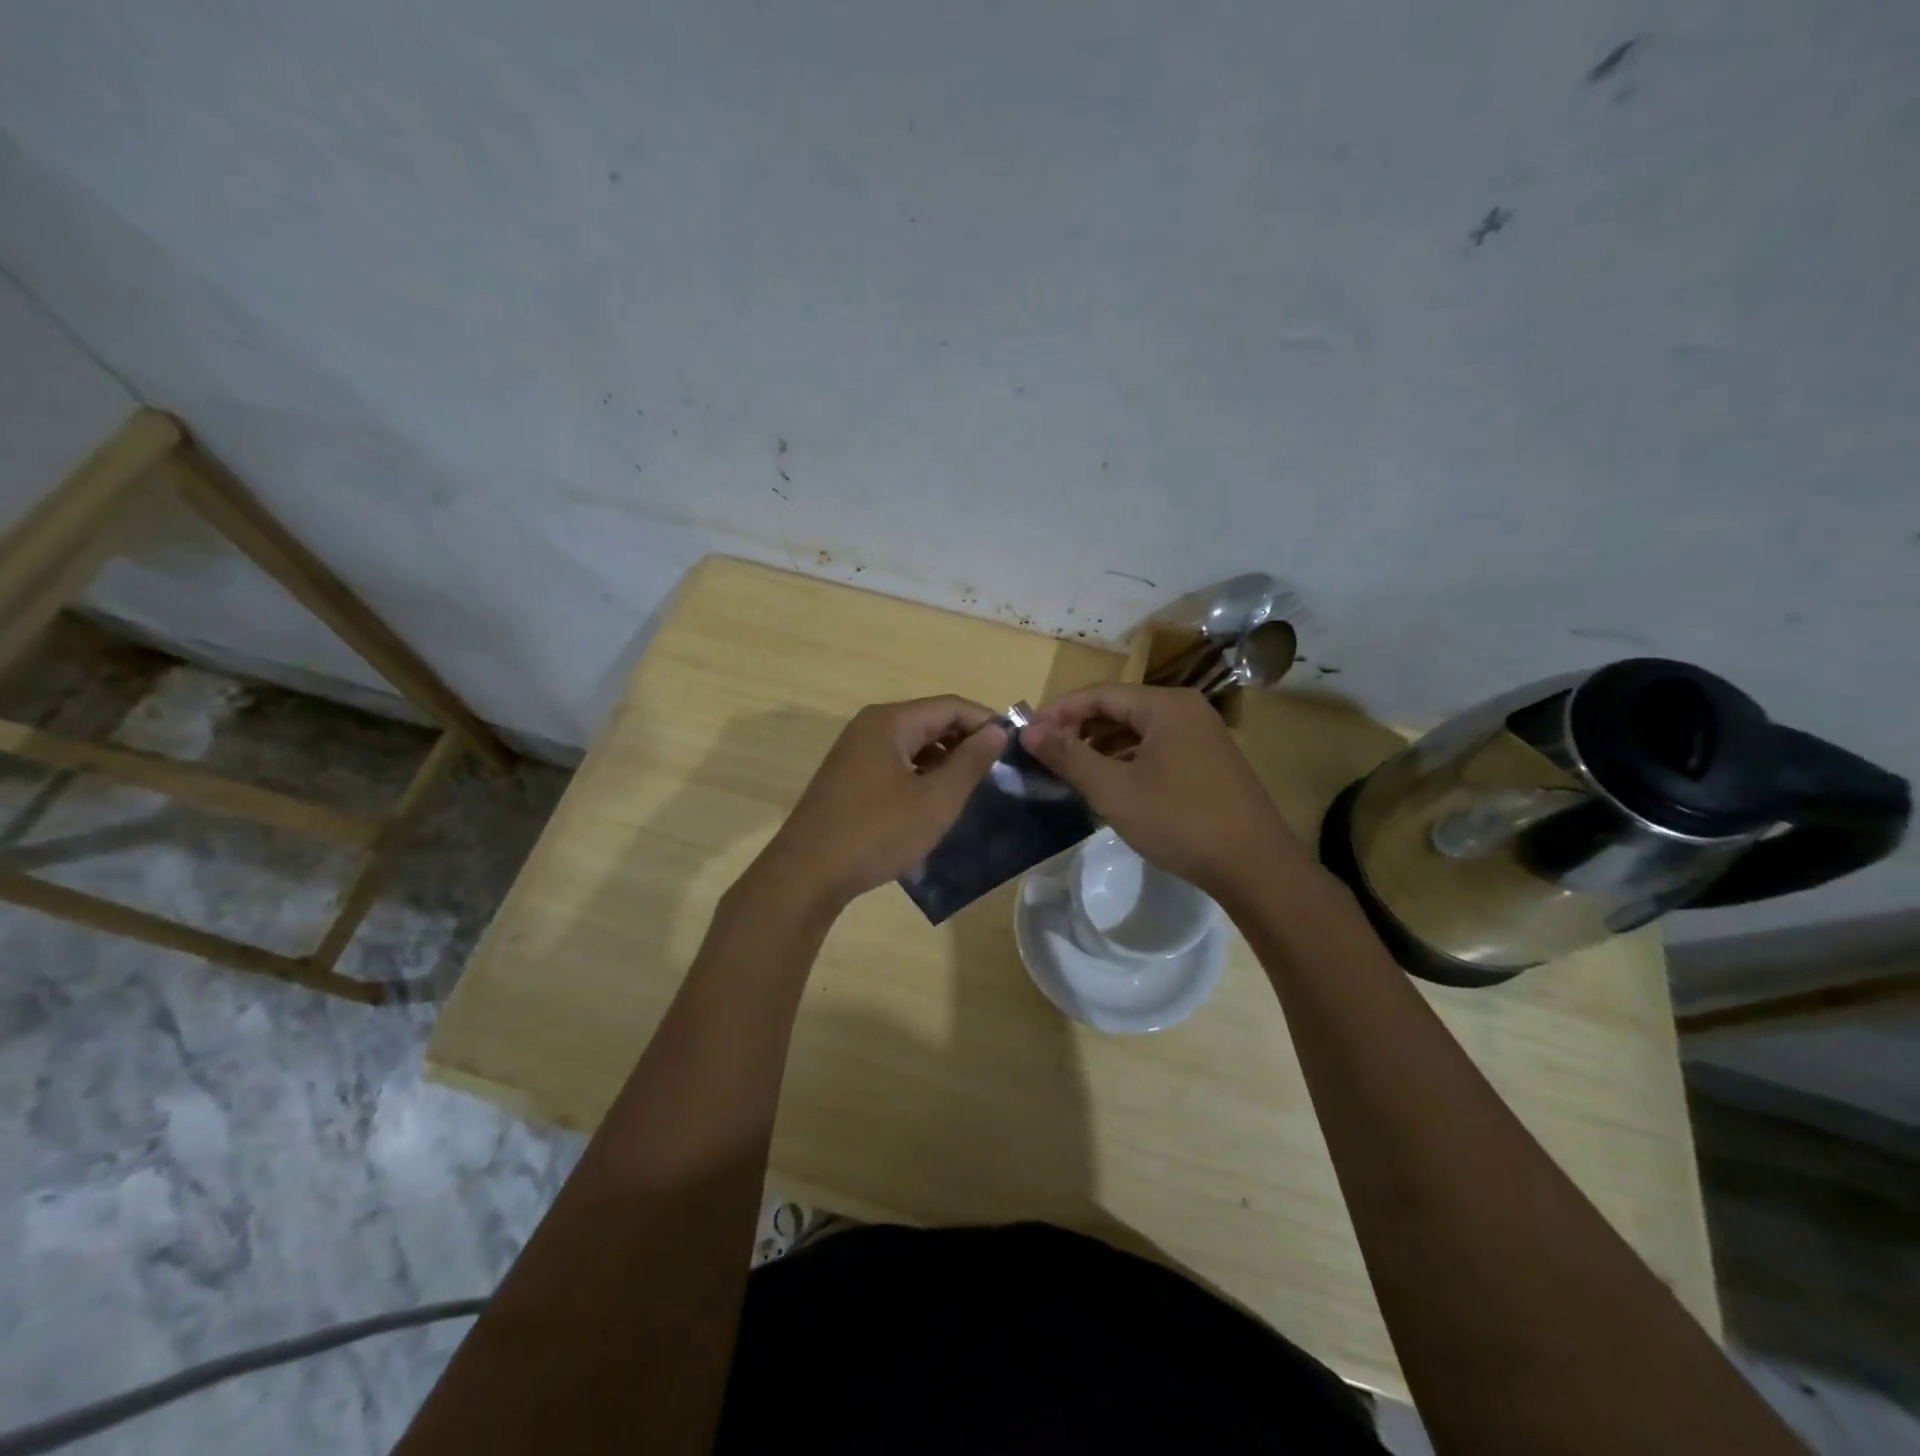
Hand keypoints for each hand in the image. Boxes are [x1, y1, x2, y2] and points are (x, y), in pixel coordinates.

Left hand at [756, 696, 1007, 911]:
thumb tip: (996, 730)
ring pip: (911, 745)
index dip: (985, 721)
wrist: (807, 874)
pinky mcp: (847, 778)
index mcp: (889, 722)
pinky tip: (933, 802)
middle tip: (997, 770)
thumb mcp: (935, 799)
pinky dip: (920, 775)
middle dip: (965, 741)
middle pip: (929, 721)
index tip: (1015, 746)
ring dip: (943, 760)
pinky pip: (894, 764)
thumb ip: (970, 762)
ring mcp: (854, 753)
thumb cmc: (877, 832)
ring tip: (971, 788)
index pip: (950, 706)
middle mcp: (869, 727)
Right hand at [1020, 683, 1306, 899]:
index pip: (1099, 694)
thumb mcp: (1114, 790)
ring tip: (1069, 771)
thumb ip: (1069, 755)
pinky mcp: (1208, 762)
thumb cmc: (1180, 822)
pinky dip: (1127, 760)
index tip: (1026, 735)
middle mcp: (1186, 710)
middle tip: (1044, 755)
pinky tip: (1108, 784)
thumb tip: (1028, 730)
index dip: (1058, 711)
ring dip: (1101, 746)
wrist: (1255, 867)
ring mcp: (1202, 735)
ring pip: (1137, 731)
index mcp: (1166, 705)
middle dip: (1078, 729)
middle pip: (1119, 708)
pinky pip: (1156, 748)